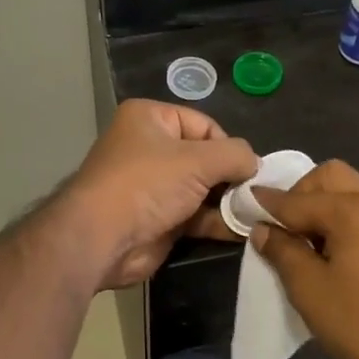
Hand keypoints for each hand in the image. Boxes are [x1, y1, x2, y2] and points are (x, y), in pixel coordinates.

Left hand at [62, 100, 258, 288]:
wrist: (102, 239)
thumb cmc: (146, 184)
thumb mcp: (198, 160)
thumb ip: (235, 155)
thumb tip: (256, 164)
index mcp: (150, 119)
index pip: (204, 125)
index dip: (228, 146)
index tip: (248, 170)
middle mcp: (150, 148)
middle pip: (206, 158)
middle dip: (231, 177)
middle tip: (256, 194)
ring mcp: (153, 187)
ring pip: (203, 190)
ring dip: (228, 202)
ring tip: (256, 214)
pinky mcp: (159, 220)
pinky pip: (196, 215)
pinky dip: (217, 222)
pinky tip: (242, 230)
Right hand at [251, 160, 358, 358]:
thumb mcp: (309, 288)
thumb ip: (282, 251)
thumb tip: (263, 229)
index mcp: (352, 210)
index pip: (298, 199)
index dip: (268, 203)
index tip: (244, 203)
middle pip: (330, 177)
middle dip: (300, 193)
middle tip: (283, 227)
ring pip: (348, 193)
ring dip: (321, 206)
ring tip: (303, 242)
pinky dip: (339, 220)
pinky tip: (327, 252)